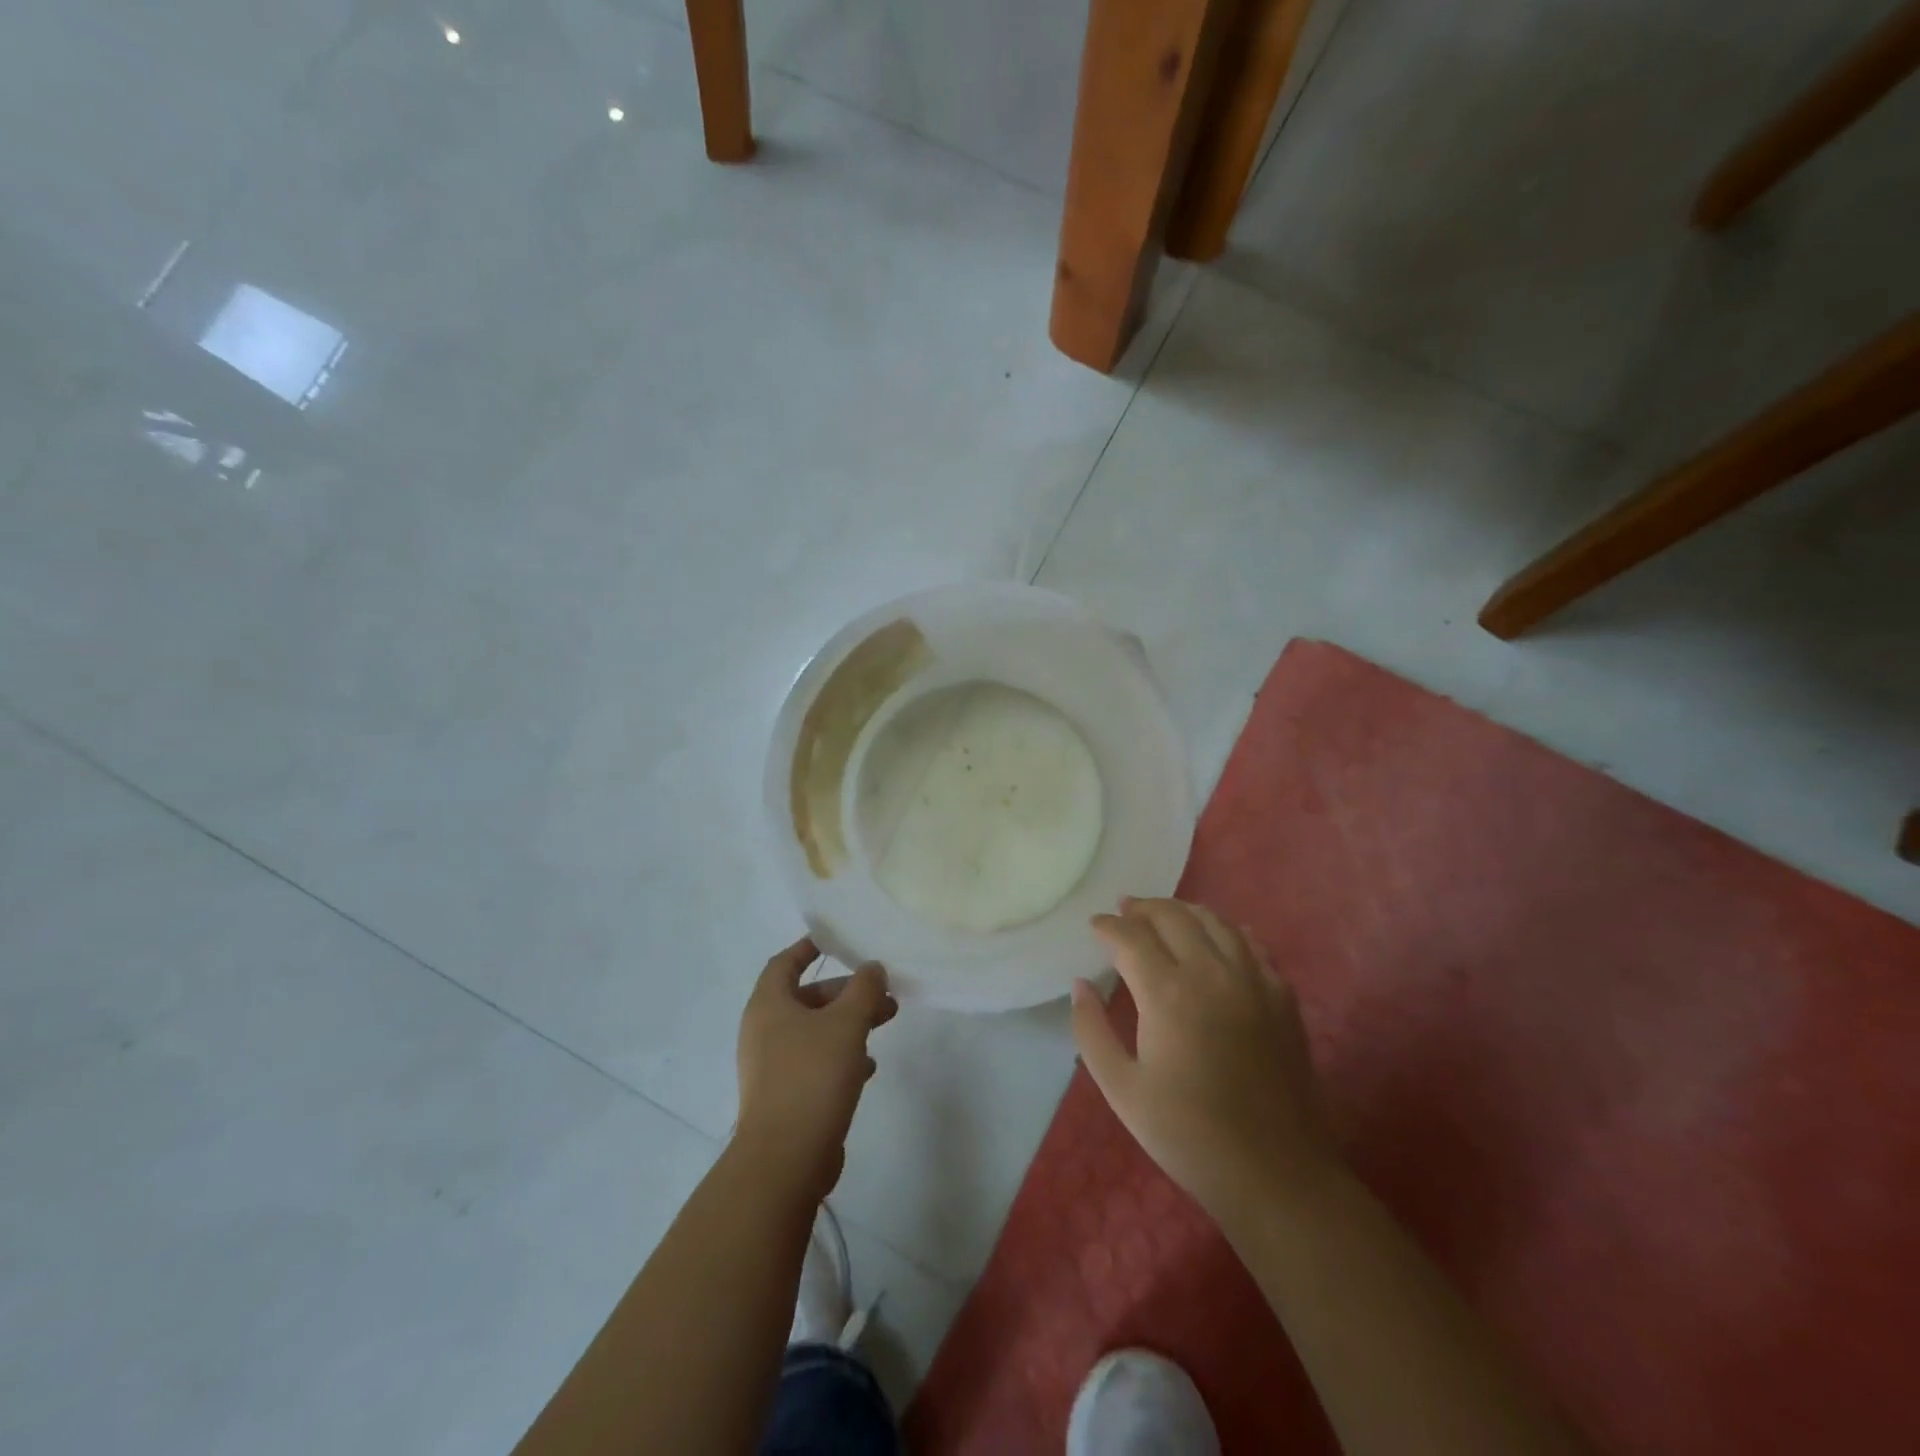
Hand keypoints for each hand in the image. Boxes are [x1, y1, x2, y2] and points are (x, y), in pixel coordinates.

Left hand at [735, 937, 897, 1202]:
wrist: (785, 1159)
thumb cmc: (812, 1076)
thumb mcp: (846, 1024)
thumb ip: (863, 990)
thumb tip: (872, 968)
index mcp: (768, 1005)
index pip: (785, 962)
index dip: (809, 947)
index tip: (837, 940)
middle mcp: (764, 1031)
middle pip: (807, 998)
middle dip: (846, 992)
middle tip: (882, 993)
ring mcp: (772, 1067)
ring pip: (815, 1031)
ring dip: (848, 1024)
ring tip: (886, 1023)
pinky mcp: (785, 1097)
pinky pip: (815, 1063)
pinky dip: (841, 1056)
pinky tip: (868, 1066)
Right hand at [1071, 898, 1338, 1230]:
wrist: (1275, 1172)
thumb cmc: (1188, 1134)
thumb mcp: (1122, 1089)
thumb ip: (1091, 1030)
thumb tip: (1080, 984)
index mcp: (1168, 992)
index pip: (1131, 937)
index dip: (1108, 926)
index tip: (1094, 925)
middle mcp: (1211, 972)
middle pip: (1174, 916)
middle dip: (1143, 908)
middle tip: (1125, 910)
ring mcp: (1253, 980)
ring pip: (1215, 921)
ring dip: (1184, 911)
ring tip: (1165, 915)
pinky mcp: (1282, 996)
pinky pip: (1252, 944)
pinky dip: (1227, 930)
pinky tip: (1218, 937)